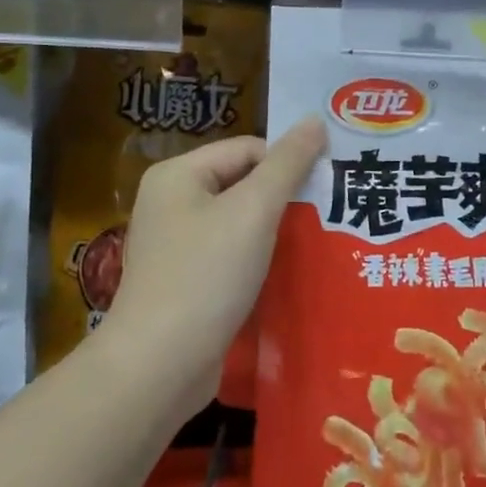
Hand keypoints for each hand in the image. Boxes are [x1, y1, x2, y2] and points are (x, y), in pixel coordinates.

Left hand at [104, 117, 326, 410]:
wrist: (158, 367)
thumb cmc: (206, 276)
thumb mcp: (253, 211)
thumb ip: (287, 163)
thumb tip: (315, 120)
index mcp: (178, 174)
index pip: (249, 149)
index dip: (287, 165)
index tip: (324, 193)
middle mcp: (171, 202)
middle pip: (243, 183)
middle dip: (284, 200)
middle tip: (327, 218)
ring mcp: (175, 245)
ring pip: (239, 223)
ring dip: (274, 233)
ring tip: (314, 247)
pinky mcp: (185, 282)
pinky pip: (230, 256)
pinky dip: (257, 261)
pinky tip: (284, 276)